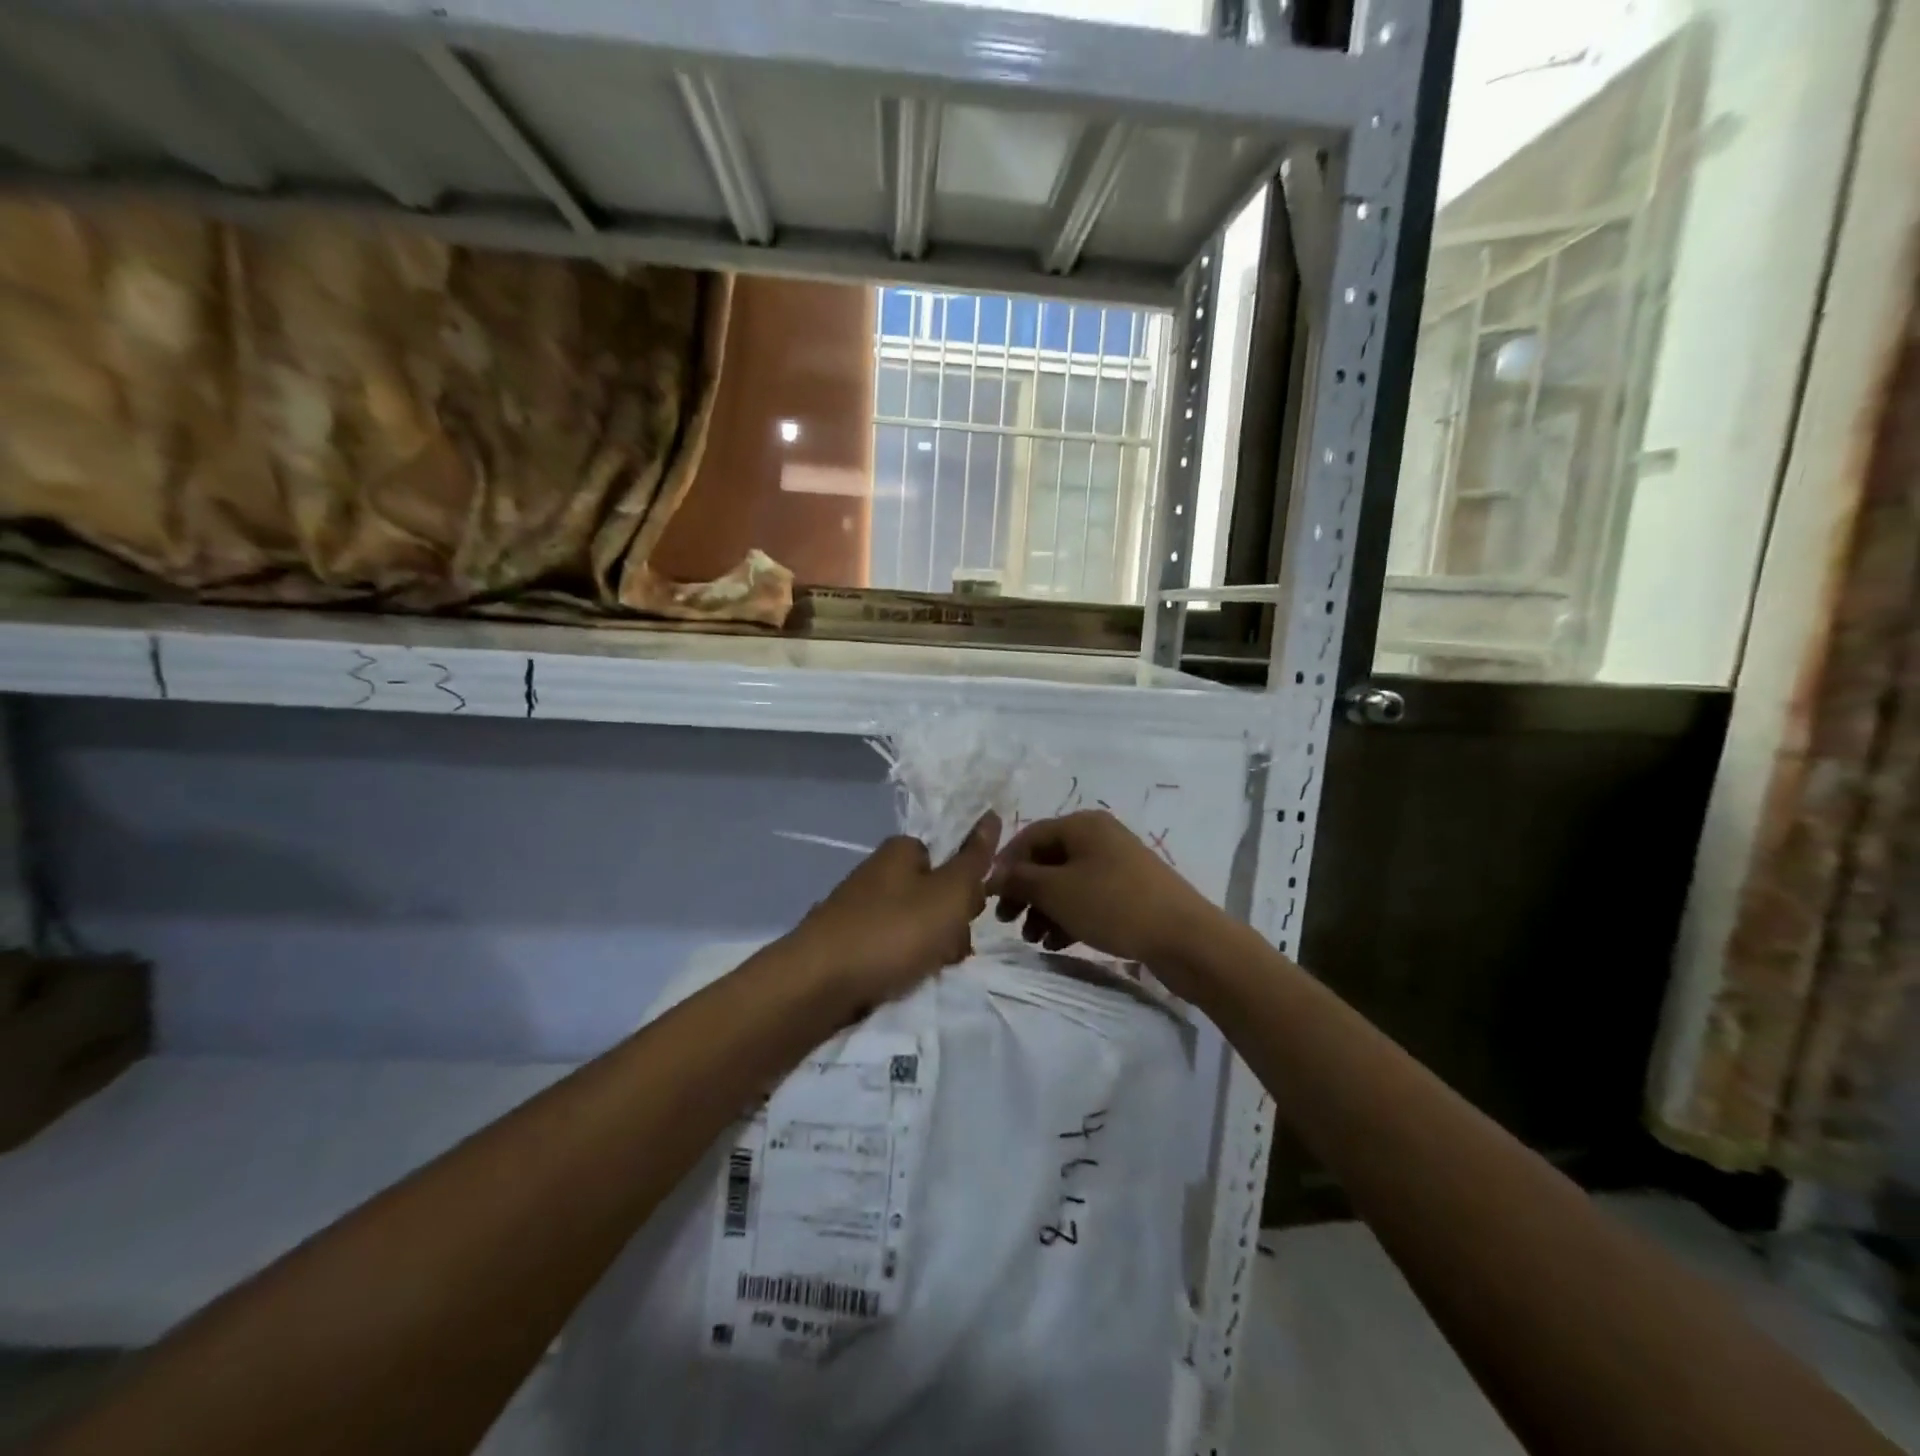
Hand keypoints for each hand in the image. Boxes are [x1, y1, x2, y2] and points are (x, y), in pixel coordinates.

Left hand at [785, 814, 1000, 1008]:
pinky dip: (898, 966)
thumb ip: (973, 859)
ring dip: (927, 951)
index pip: (948, 861)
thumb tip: (992, 815)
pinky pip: (887, 950)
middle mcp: (877, 873)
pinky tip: (898, 983)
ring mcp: (858, 909)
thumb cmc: (892, 931)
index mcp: (900, 852)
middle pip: (932, 896)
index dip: (965, 890)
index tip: (968, 917)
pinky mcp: (845, 944)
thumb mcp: (949, 893)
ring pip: (913, 927)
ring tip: (922, 973)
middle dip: (948, 927)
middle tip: (946, 952)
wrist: (818, 984)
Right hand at [986, 811, 1219, 976]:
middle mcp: (1099, 837)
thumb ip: (1020, 880)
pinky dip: (1068, 916)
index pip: (1030, 836)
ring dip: (1044, 909)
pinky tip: (1057, 943)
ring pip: (1067, 882)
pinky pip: (1088, 898)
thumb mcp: (1056, 892)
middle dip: (1025, 892)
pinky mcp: (1130, 892)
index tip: (989, 897)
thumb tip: (993, 875)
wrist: (1185, 938)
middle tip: (1008, 922)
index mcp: (1082, 825)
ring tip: (1034, 940)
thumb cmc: (1113, 905)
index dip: (1006, 865)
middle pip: (1048, 860)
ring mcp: (1117, 864)